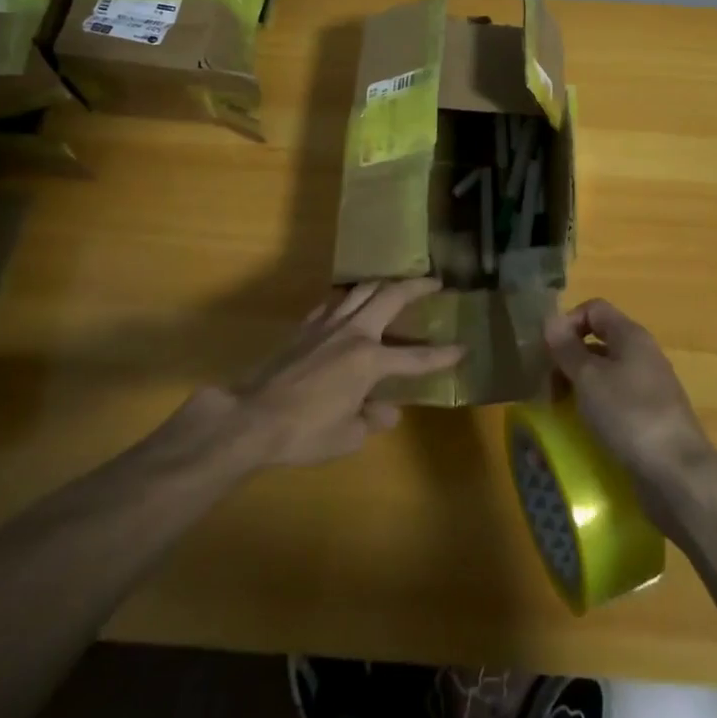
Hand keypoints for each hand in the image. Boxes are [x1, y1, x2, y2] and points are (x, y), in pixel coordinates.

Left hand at [181, 279, 464, 468]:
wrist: (253, 417)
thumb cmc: (305, 431)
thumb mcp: (347, 435)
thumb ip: (372, 418)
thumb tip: (387, 410)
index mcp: (370, 360)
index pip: (416, 358)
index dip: (442, 355)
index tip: (463, 347)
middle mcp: (353, 332)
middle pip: (390, 296)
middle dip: (416, 286)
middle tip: (434, 281)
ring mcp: (326, 324)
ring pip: (360, 289)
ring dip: (382, 283)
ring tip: (393, 284)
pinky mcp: (305, 326)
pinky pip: (333, 302)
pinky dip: (348, 298)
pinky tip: (348, 304)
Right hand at [544, 299, 716, 530]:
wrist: (678, 475)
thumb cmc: (629, 415)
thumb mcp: (589, 378)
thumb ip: (567, 348)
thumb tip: (549, 319)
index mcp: (631, 336)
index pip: (594, 309)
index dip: (568, 322)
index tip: (548, 351)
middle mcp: (642, 356)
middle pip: (597, 343)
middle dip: (568, 360)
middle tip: (548, 387)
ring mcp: (648, 389)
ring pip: (604, 376)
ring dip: (578, 388)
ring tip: (559, 412)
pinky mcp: (649, 420)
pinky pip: (614, 404)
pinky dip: (595, 410)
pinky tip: (582, 432)